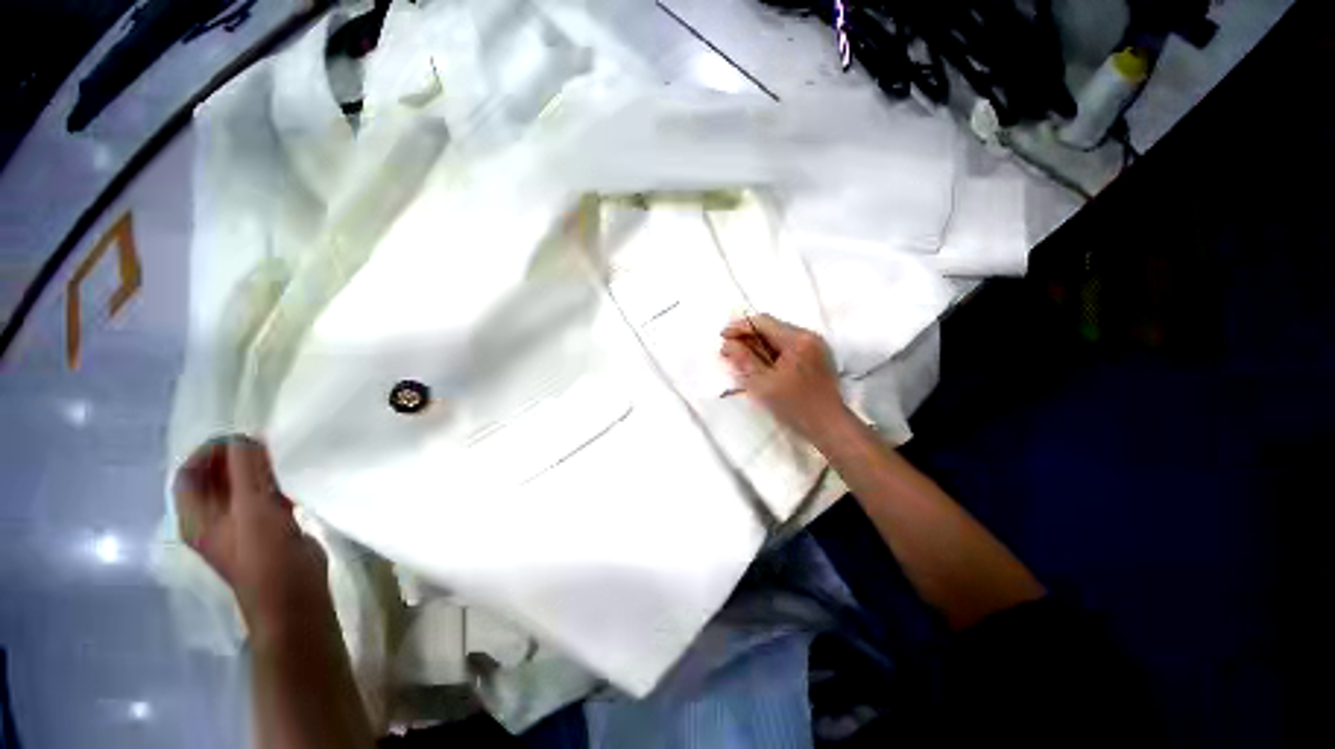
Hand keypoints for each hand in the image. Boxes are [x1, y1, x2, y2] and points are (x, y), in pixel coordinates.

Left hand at [174, 435, 328, 631]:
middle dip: (234, 458)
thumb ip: (247, 470)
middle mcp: (213, 520)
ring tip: (279, 457)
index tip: (238, 438)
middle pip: (213, 480)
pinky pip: (263, 498)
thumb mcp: (253, 507)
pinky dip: (273, 484)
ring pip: (240, 488)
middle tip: (263, 445)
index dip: (207, 452)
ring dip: (255, 470)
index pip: (188, 474)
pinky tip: (292, 479)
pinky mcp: (267, 530)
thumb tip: (244, 438)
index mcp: (197, 518)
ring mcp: (241, 526)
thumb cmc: (265, 554)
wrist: (293, 594)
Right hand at [720, 314, 848, 444]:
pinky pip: (788, 346)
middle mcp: (808, 336)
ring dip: (759, 344)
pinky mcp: (816, 356)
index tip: (723, 337)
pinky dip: (772, 351)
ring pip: (779, 337)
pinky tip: (762, 364)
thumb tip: (728, 343)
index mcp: (797, 340)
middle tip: (730, 350)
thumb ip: (744, 359)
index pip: (763, 322)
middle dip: (748, 336)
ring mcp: (815, 345)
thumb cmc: (793, 406)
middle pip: (772, 327)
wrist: (828, 424)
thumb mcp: (762, 383)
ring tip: (743, 358)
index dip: (740, 327)